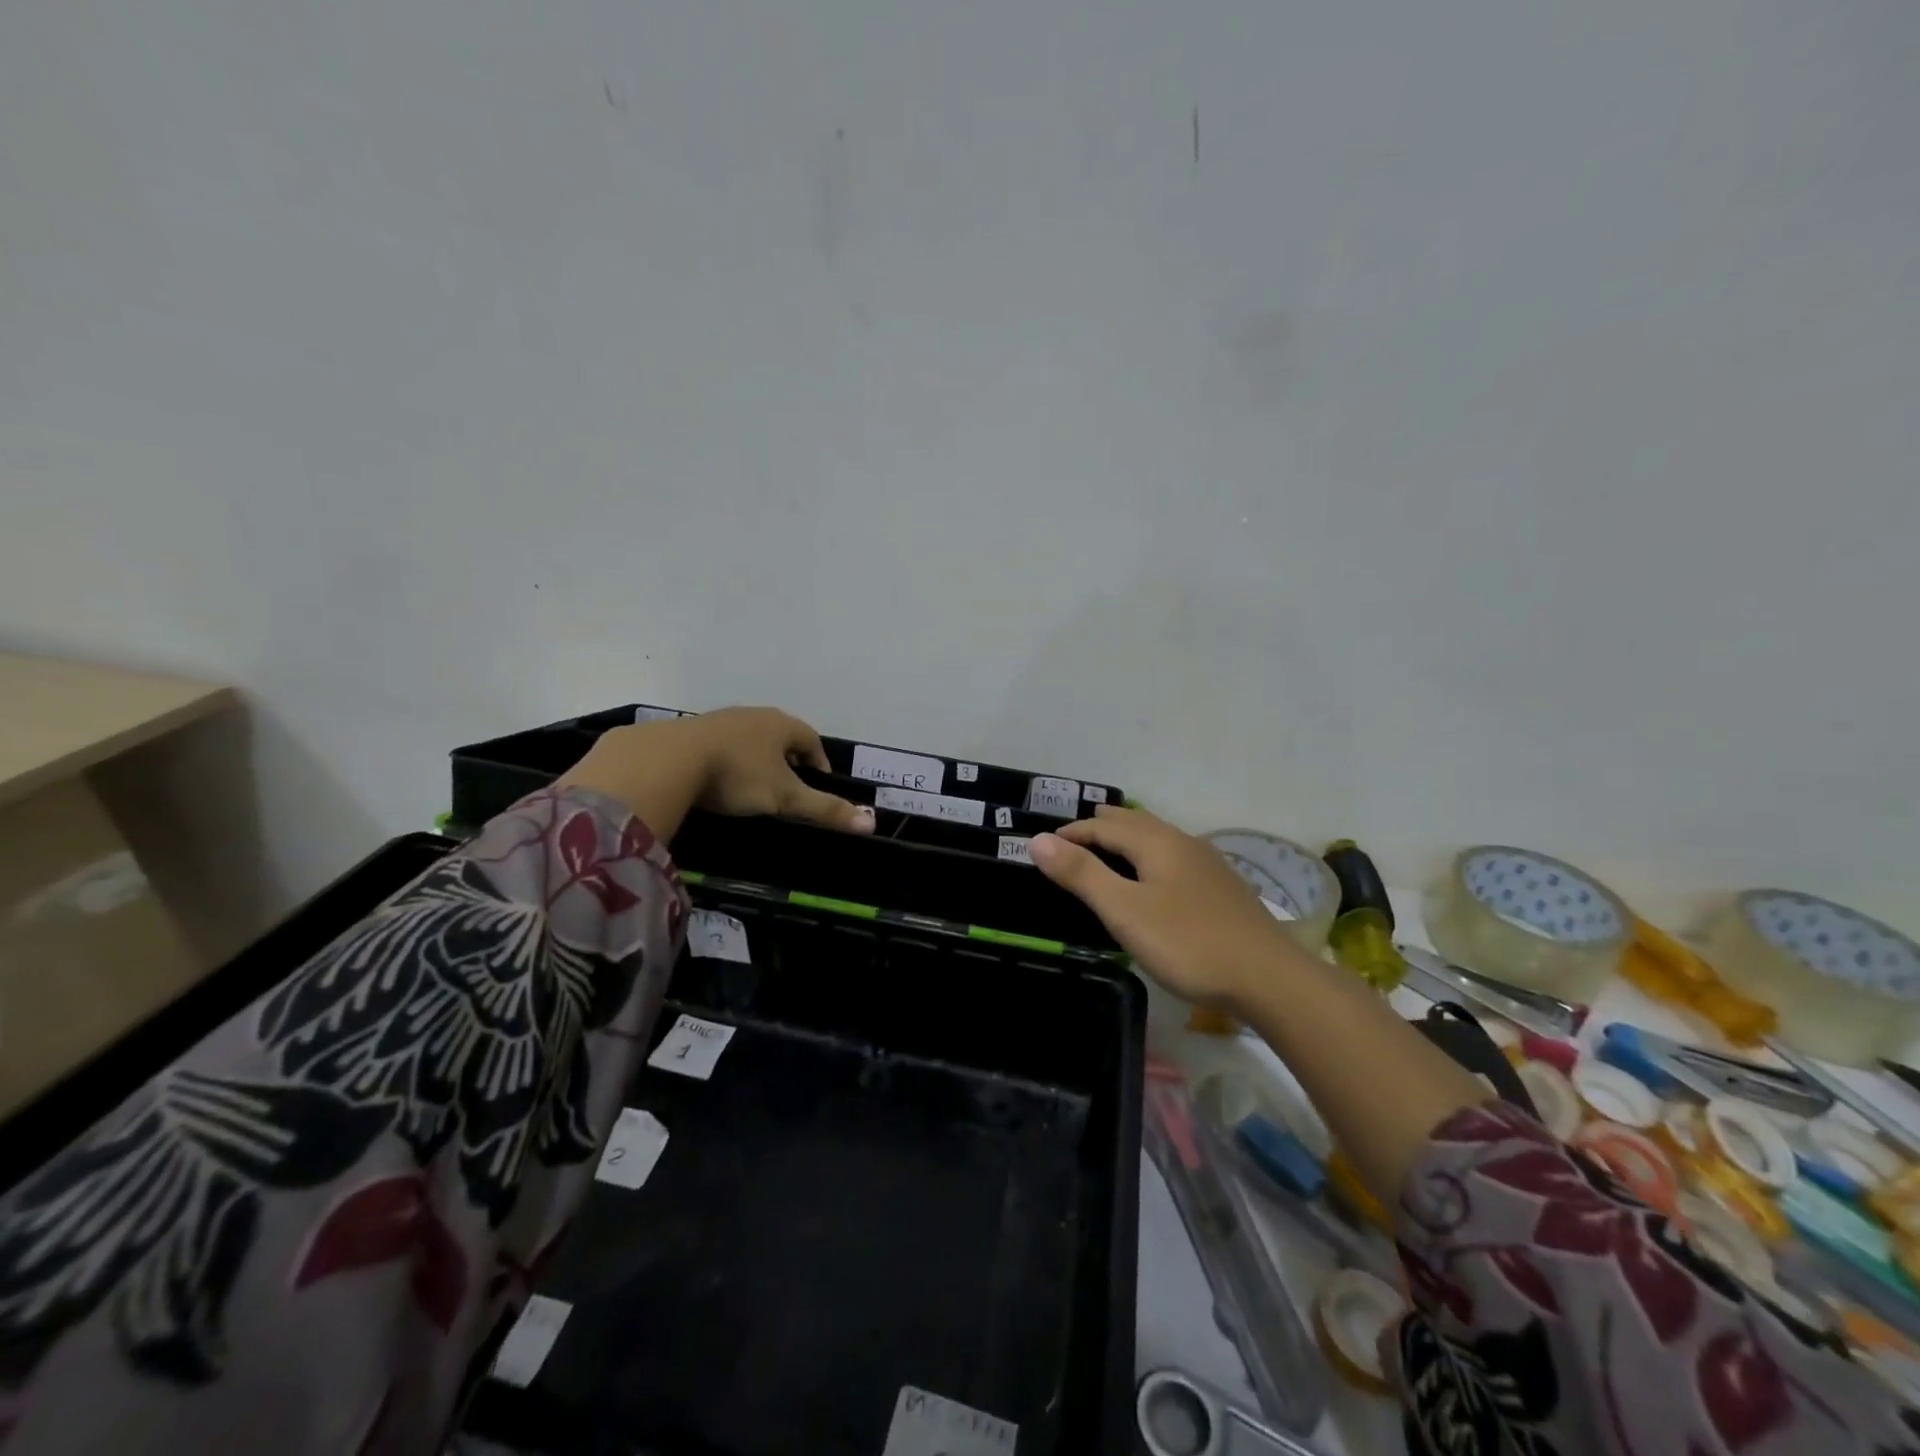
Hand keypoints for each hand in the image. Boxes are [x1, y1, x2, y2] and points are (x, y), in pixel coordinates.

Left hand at [684, 707, 873, 829]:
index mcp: (781, 725)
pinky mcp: (691, 731)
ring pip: (749, 739)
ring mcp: (720, 720)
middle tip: (789, 787)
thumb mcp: (784, 797)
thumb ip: (824, 810)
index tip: (819, 784)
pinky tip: (718, 780)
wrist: (666, 760)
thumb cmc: (737, 775)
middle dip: (789, 759)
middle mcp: (754, 715)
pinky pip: (720, 744)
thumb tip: (870, 824)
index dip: (819, 762)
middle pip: (781, 736)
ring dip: (757, 758)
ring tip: (755, 786)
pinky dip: (727, 760)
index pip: (811, 740)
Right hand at [1029, 806, 1301, 1009]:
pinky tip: (1156, 878)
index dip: (1072, 833)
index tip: (1045, 847)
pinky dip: (1149, 856)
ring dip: (1127, 839)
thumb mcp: (1124, 910)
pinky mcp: (1221, 887)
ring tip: (1108, 849)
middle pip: (1134, 823)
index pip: (1103, 826)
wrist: (1269, 977)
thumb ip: (1081, 874)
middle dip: (1100, 827)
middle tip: (1074, 837)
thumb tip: (1039, 840)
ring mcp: (1207, 864)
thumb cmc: (1187, 943)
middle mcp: (1182, 842)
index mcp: (1156, 842)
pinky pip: (1173, 857)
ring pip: (1157, 838)